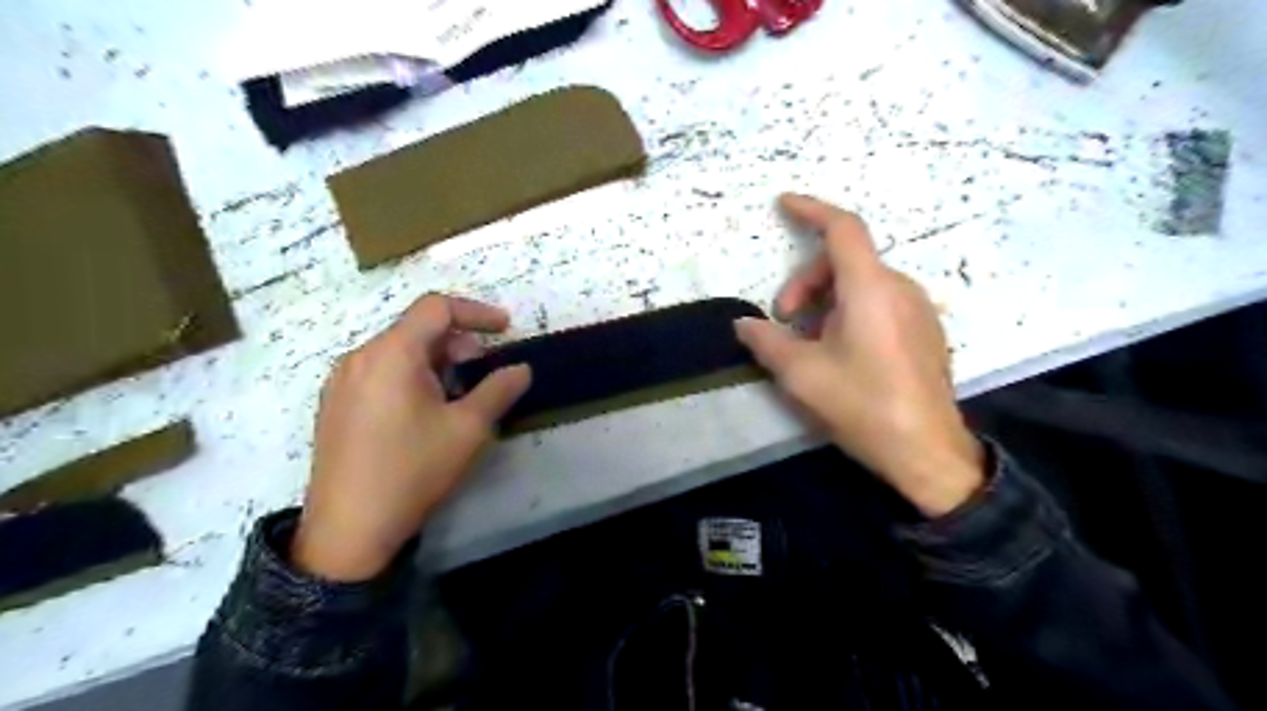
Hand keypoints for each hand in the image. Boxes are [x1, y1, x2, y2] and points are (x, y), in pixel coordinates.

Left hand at [295, 293, 529, 578]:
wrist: (348, 529)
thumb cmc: (413, 470)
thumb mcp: (468, 429)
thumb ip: (499, 390)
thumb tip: (521, 369)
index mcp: (392, 354)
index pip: (436, 307)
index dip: (476, 311)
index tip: (505, 329)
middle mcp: (360, 357)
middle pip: (416, 328)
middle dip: (458, 341)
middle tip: (484, 369)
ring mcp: (342, 381)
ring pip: (397, 350)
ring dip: (435, 359)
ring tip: (457, 393)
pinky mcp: (335, 404)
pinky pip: (379, 371)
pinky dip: (411, 374)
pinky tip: (424, 410)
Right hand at [735, 194, 989, 517]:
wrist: (926, 452)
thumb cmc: (862, 405)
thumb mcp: (801, 374)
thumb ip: (767, 341)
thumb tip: (743, 324)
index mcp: (871, 289)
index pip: (842, 230)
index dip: (811, 210)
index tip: (783, 205)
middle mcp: (900, 289)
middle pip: (846, 261)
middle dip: (806, 282)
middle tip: (782, 320)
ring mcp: (919, 310)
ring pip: (862, 284)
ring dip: (826, 301)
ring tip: (808, 342)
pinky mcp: (925, 332)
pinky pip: (881, 303)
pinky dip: (850, 312)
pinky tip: (839, 351)